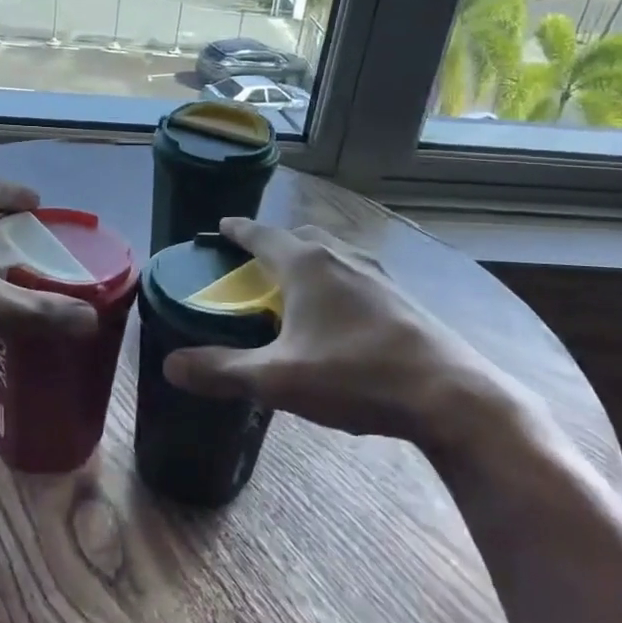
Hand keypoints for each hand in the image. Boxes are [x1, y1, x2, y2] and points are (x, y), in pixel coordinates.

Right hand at [162, 217, 543, 459]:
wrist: (451, 397)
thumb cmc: (356, 376)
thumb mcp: (278, 380)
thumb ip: (222, 371)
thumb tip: (170, 366)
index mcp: (307, 265)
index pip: (262, 235)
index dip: (238, 230)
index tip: (222, 225)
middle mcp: (342, 258)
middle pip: (301, 237)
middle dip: (275, 244)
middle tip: (257, 265)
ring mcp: (379, 276)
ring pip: (334, 254)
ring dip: (310, 262)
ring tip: (296, 289)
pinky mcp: (403, 299)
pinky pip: (357, 276)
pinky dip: (338, 282)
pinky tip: (341, 316)